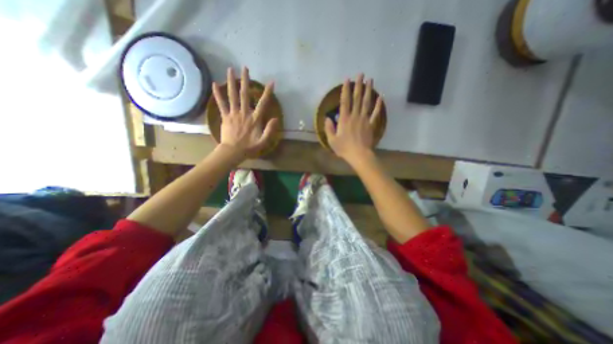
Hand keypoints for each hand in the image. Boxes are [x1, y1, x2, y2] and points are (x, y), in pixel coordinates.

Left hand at [212, 68, 278, 159]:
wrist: (233, 151)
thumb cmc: (249, 147)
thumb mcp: (263, 141)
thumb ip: (270, 130)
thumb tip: (276, 118)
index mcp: (255, 119)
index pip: (262, 103)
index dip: (267, 93)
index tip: (271, 83)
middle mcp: (244, 113)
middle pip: (245, 94)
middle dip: (246, 80)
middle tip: (245, 68)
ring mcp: (233, 114)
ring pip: (232, 96)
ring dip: (231, 82)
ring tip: (230, 69)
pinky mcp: (225, 116)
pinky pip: (221, 104)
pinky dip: (217, 94)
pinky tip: (214, 84)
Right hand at [326, 73, 380, 163]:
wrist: (359, 155)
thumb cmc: (344, 148)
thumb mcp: (332, 140)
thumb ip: (329, 128)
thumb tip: (327, 118)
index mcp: (344, 119)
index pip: (345, 102)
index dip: (345, 90)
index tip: (347, 80)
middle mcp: (355, 116)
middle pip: (357, 98)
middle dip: (358, 85)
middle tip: (361, 74)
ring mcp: (364, 119)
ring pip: (366, 103)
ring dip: (368, 91)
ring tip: (370, 80)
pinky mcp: (371, 124)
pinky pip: (375, 113)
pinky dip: (378, 105)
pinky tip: (380, 97)